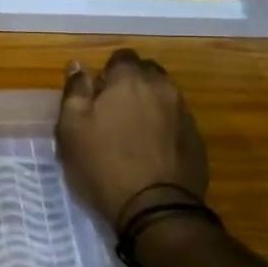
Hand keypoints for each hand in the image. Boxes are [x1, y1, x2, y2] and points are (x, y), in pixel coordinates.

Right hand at [57, 49, 207, 229]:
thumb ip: (75, 91)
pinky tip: (152, 151)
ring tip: (133, 132)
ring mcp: (184, 114)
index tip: (97, 95)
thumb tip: (78, 65)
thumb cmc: (103, 165)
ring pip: (164, 96)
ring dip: (149, 105)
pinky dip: (164, 128)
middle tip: (113, 111)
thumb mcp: (71, 128)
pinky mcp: (197, 140)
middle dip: (132, 84)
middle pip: (147, 73)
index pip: (122, 57)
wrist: (155, 209)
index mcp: (130, 80)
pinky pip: (177, 121)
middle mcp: (163, 88)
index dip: (107, 73)